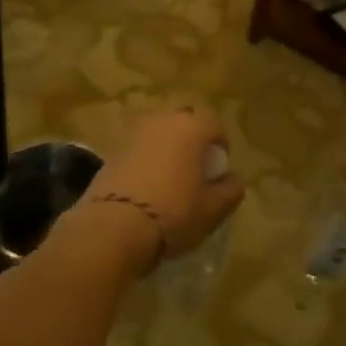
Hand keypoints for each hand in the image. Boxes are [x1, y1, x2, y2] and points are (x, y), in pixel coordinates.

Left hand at [68, 108, 243, 274]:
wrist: (114, 227)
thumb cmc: (174, 213)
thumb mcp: (214, 209)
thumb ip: (231, 189)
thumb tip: (233, 178)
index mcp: (192, 127)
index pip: (214, 122)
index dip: (220, 143)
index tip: (219, 167)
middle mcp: (163, 119)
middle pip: (184, 118)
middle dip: (192, 135)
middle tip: (195, 164)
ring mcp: (134, 132)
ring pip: (158, 129)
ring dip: (166, 143)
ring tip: (169, 173)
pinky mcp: (111, 149)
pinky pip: (138, 145)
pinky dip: (145, 156)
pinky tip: (146, 182)